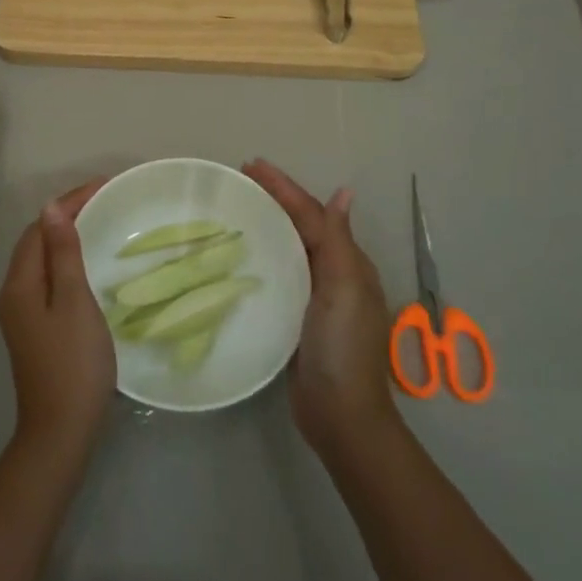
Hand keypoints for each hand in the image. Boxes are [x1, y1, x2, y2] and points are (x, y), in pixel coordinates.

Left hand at [0, 178, 115, 462]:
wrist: (61, 431)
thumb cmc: (74, 363)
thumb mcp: (74, 301)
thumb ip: (64, 254)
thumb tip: (52, 208)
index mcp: (19, 284)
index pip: (39, 227)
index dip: (68, 203)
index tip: (103, 187)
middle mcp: (13, 294)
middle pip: (36, 241)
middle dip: (66, 216)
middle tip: (105, 201)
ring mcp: (21, 314)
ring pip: (41, 261)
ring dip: (65, 237)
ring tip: (99, 222)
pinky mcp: (33, 330)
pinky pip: (46, 279)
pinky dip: (65, 262)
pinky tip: (87, 265)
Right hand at [245, 159, 400, 457]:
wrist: (340, 415)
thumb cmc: (342, 347)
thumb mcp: (344, 288)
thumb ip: (337, 240)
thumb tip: (345, 191)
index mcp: (346, 261)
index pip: (310, 213)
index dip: (283, 187)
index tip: (250, 164)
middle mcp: (332, 273)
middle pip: (299, 225)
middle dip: (273, 199)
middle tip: (238, 180)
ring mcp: (313, 296)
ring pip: (287, 247)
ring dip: (266, 223)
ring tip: (235, 207)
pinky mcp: (294, 317)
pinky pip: (277, 274)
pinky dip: (261, 256)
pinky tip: (240, 254)